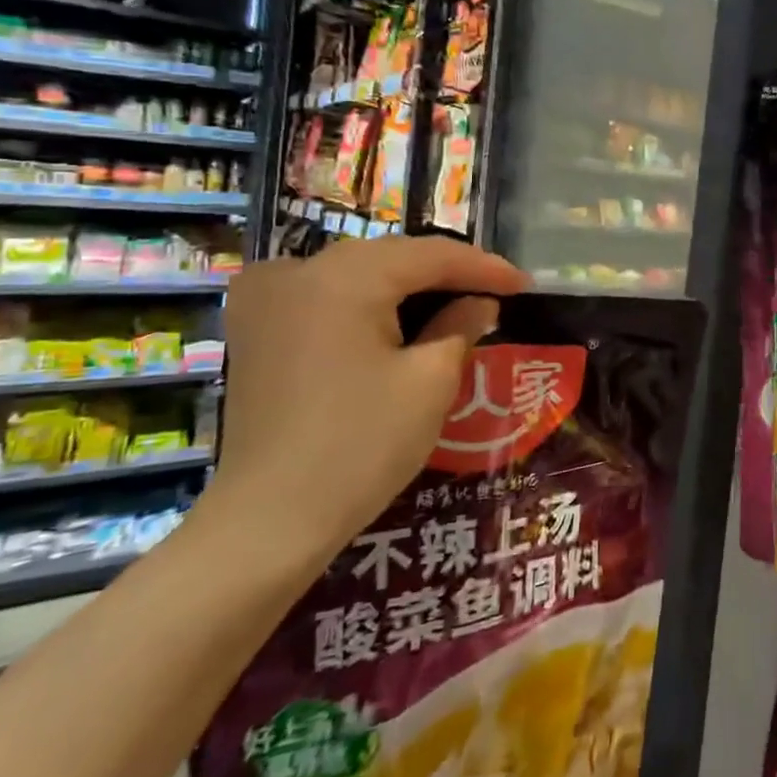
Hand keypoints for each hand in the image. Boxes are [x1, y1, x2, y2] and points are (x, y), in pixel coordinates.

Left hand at [205, 237, 529, 571]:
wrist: (268, 521)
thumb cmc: (360, 446)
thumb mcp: (430, 382)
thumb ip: (461, 326)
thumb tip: (480, 303)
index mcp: (343, 277)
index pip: (430, 255)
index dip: (483, 267)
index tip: (523, 283)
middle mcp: (297, 270)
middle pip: (390, 257)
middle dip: (445, 273)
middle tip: (493, 292)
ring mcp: (266, 298)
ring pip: (356, 272)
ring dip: (406, 285)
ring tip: (454, 302)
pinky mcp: (253, 328)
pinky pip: (323, 294)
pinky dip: (365, 300)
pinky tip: (393, 317)